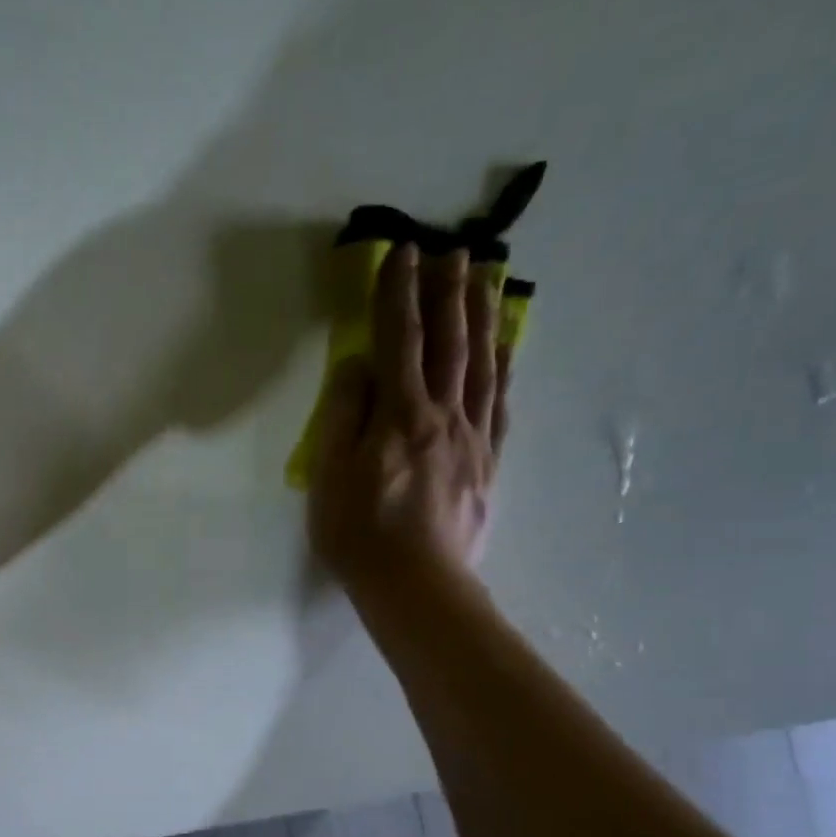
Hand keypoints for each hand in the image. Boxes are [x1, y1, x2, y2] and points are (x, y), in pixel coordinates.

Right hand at [308, 246, 510, 602]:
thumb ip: (343, 416)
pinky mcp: (488, 464)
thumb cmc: (359, 534)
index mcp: (400, 416)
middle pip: (448, 343)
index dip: (397, 295)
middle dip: (448, 293)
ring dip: (483, 318)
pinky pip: (499, 403)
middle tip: (454, 250)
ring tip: (487, 280)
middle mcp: (443, 415)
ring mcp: (472, 439)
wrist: (416, 586)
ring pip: (481, 365)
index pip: (397, 341)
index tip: (401, 253)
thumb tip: (358, 366)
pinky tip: (505, 348)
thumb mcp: (330, 476)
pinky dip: (503, 368)